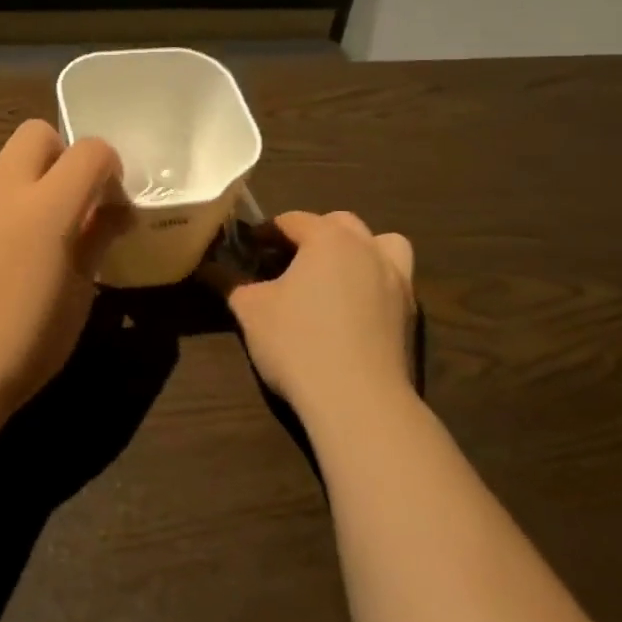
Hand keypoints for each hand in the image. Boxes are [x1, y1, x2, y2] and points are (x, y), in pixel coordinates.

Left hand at [0, 121, 127, 423]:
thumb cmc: (24, 343)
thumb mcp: (79, 295)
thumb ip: (96, 238)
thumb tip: (115, 210)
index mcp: (47, 207)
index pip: (91, 151)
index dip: (109, 169)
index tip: (109, 206)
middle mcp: (2, 188)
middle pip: (37, 133)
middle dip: (61, 157)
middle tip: (68, 206)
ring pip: (4, 164)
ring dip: (27, 184)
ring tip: (28, 241)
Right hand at [219, 211, 415, 415]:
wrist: (358, 401)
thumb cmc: (298, 343)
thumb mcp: (250, 310)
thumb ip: (230, 282)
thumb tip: (210, 268)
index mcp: (329, 239)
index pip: (293, 220)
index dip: (267, 232)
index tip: (248, 249)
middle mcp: (368, 249)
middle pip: (341, 224)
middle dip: (313, 233)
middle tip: (287, 259)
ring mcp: (397, 281)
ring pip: (382, 244)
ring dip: (358, 249)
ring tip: (334, 274)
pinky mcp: (411, 314)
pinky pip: (393, 280)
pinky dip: (374, 281)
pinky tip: (353, 308)